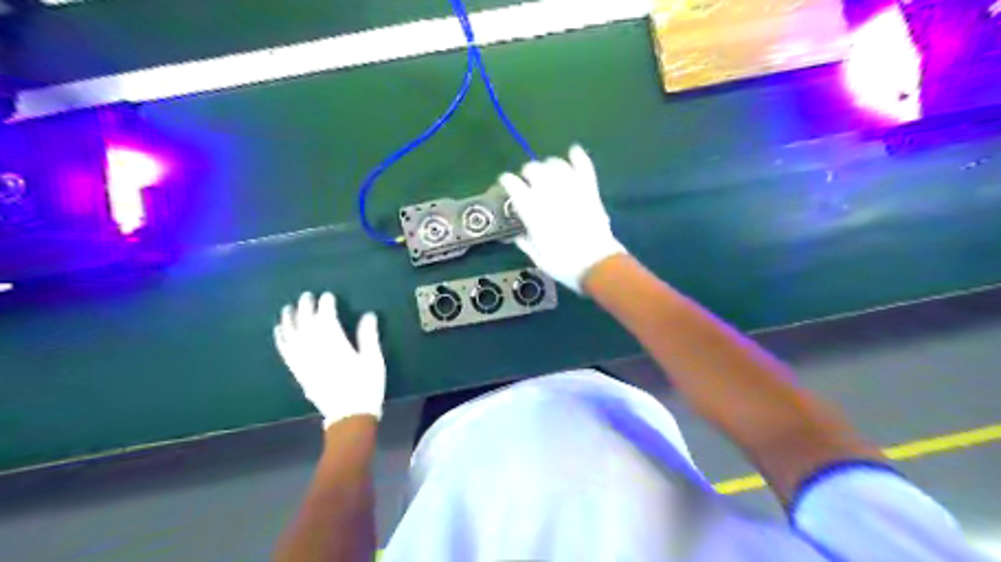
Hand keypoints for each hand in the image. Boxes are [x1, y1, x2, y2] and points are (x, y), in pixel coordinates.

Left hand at [272, 291, 384, 426]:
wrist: (349, 416)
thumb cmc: (366, 387)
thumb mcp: (374, 360)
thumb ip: (368, 336)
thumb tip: (368, 315)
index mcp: (336, 346)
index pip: (326, 319)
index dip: (326, 305)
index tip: (328, 295)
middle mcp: (316, 350)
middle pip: (307, 324)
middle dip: (306, 308)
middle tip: (307, 296)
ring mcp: (304, 362)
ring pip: (292, 336)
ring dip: (289, 320)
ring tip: (288, 308)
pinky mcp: (299, 372)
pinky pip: (286, 352)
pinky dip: (281, 339)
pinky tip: (279, 331)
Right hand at [501, 145, 622, 294]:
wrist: (597, 265)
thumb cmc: (564, 264)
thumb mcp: (537, 257)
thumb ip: (524, 241)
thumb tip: (516, 233)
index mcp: (533, 211)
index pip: (514, 185)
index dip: (508, 181)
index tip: (506, 182)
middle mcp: (550, 195)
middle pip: (534, 169)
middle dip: (527, 173)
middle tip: (528, 181)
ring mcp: (572, 190)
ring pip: (556, 164)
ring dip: (549, 166)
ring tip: (547, 172)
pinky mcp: (590, 191)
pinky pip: (584, 167)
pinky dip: (578, 157)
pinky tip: (573, 151)